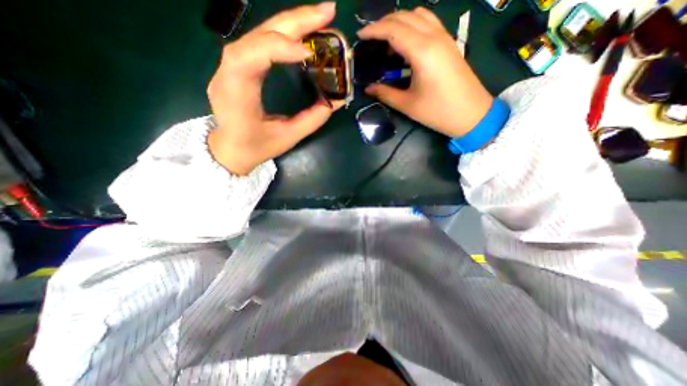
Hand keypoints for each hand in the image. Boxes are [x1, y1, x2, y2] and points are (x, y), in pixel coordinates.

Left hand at [206, 2, 340, 174]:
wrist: (229, 149)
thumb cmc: (256, 147)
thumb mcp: (287, 137)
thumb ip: (311, 119)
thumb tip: (335, 100)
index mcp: (235, 95)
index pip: (249, 58)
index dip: (278, 47)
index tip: (308, 52)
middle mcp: (228, 72)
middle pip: (257, 35)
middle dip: (294, 22)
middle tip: (327, 12)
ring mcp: (231, 65)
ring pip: (260, 32)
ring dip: (292, 22)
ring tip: (320, 17)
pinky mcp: (239, 65)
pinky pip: (261, 42)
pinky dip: (284, 33)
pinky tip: (303, 31)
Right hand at [360, 8, 493, 138]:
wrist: (471, 114)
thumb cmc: (437, 111)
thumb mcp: (407, 105)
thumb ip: (385, 93)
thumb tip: (368, 89)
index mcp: (422, 52)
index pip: (393, 29)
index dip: (374, 30)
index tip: (360, 36)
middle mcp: (434, 37)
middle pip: (405, 16)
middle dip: (384, 23)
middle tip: (370, 38)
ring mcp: (444, 37)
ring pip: (418, 15)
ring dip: (399, 21)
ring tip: (386, 40)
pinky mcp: (449, 43)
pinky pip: (428, 22)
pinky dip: (412, 25)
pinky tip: (405, 43)